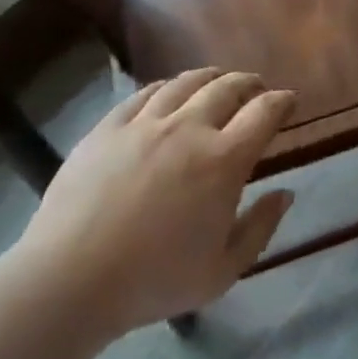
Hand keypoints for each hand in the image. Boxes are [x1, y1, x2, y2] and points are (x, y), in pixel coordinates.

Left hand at [9, 69, 295, 338]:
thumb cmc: (154, 280)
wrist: (69, 281)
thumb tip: (285, 193)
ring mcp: (144, 124)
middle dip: (249, 83)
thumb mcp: (223, 270)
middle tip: (256, 89)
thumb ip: (261, 228)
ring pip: (186, 82)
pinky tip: (168, 92)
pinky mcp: (107, 128)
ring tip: (217, 81)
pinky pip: (144, 93)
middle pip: (227, 87)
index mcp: (224, 161)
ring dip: (210, 78)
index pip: (264, 112)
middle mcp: (188, 129)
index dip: (282, 101)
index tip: (289, 102)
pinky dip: (166, 87)